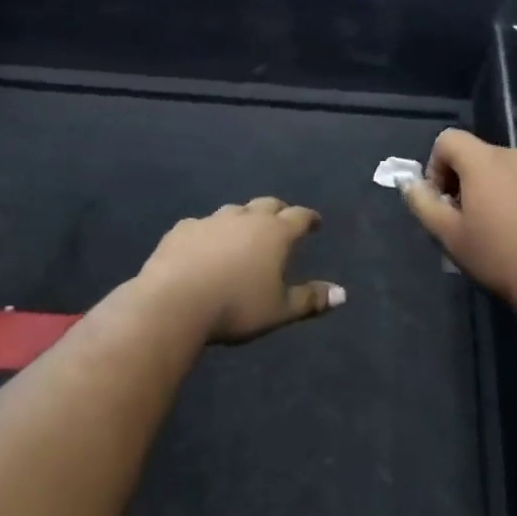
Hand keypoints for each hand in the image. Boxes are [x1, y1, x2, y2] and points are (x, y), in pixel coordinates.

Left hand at [138, 197, 344, 344]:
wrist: (175, 301)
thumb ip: (310, 299)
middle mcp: (246, 218)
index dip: (309, 219)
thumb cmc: (236, 307)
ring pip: (234, 211)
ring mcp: (212, 220)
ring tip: (244, 232)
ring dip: (243, 219)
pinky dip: (209, 232)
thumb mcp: (279, 310)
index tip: (315, 222)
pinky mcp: (183, 229)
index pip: (299, 217)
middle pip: (267, 205)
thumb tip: (342, 294)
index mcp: (274, 233)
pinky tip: (204, 245)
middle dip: (278, 210)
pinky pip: (202, 224)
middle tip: (282, 220)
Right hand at [401, 129, 516, 315]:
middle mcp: (516, 155)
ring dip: (491, 189)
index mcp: (485, 160)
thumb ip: (423, 203)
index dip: (435, 165)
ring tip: (496, 229)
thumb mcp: (449, 235)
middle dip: (463, 180)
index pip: (448, 139)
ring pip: (504, 170)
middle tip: (465, 220)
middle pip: (477, 155)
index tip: (441, 201)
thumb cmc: (499, 257)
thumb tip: (410, 184)